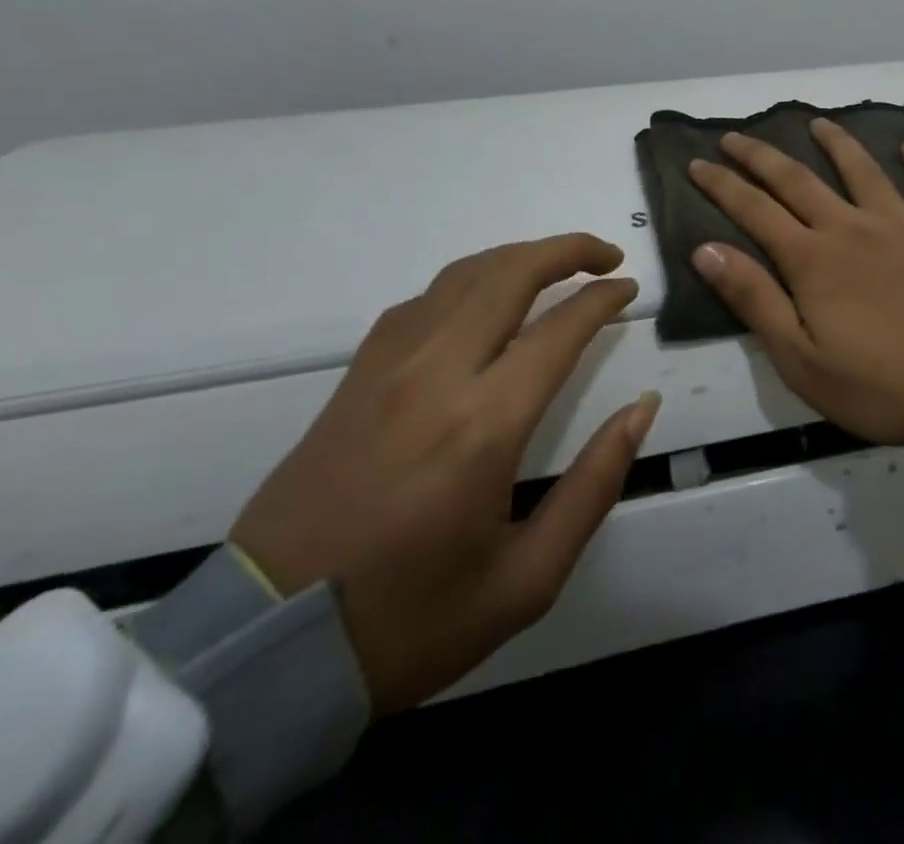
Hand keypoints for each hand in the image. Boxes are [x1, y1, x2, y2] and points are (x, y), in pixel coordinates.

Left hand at [229, 234, 656, 712]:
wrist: (263, 653)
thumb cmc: (410, 621)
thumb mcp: (527, 579)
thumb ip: (595, 485)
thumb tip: (641, 408)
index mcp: (483, 426)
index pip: (559, 328)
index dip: (603, 298)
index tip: (629, 289)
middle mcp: (435, 377)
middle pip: (508, 275)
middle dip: (567, 250)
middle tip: (607, 257)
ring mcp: (387, 371)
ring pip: (461, 276)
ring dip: (518, 257)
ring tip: (557, 264)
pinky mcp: (355, 379)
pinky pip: (421, 302)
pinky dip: (467, 282)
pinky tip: (484, 300)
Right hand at [687, 118, 903, 444]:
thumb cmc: (877, 384)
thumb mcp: (800, 358)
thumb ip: (754, 299)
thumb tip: (706, 249)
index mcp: (813, 259)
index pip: (755, 209)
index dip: (722, 184)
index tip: (697, 163)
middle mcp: (852, 227)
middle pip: (798, 180)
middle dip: (761, 156)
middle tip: (735, 135)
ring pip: (863, 169)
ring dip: (836, 142)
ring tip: (817, 122)